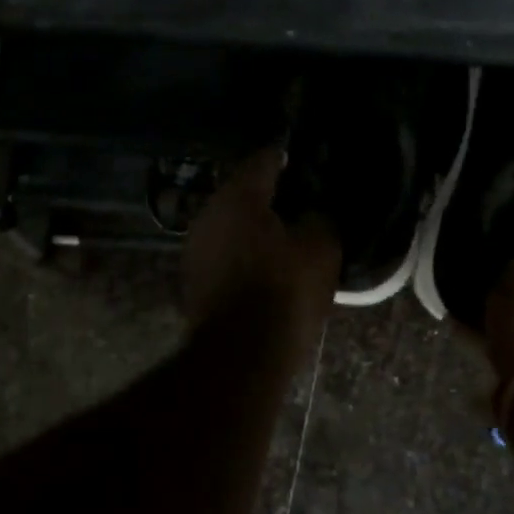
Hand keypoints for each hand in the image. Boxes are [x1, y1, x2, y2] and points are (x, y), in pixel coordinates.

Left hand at [183, 148, 341, 366]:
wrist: (239, 356)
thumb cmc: (283, 292)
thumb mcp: (320, 249)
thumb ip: (319, 218)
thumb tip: (313, 212)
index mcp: (238, 196)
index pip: (265, 159)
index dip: (289, 158)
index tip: (308, 162)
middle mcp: (208, 213)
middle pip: (244, 192)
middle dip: (272, 195)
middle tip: (303, 202)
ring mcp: (195, 247)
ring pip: (232, 224)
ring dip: (256, 226)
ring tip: (288, 235)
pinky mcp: (194, 278)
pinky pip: (225, 252)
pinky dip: (245, 252)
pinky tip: (267, 265)